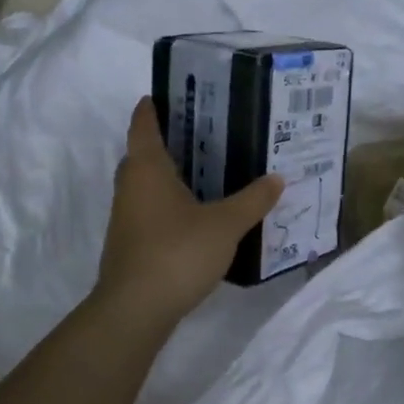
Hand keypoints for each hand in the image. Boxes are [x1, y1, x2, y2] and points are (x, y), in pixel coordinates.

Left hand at [94, 99, 283, 326]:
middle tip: (201, 133)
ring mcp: (125, 217)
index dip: (151, 108)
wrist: (136, 309)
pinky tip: (195, 214)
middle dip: (166, 142)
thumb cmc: (178, 252)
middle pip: (142, 154)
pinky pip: (149, 210)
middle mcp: (130, 186)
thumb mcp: (225, 224)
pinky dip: (168, 203)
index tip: (165, 94)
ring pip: (145, 185)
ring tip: (205, 171)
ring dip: (167, 176)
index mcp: (147, 169)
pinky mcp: (129, 243)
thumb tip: (277, 178)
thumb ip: (253, 200)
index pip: (143, 125)